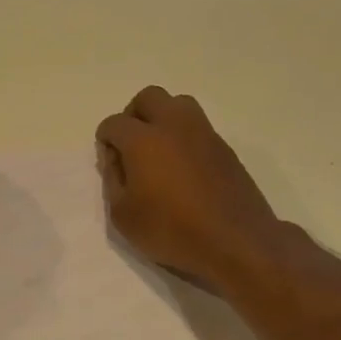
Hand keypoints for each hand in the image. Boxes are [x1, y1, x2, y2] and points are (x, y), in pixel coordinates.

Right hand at [95, 87, 290, 292]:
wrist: (235, 241)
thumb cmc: (171, 230)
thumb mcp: (123, 215)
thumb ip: (113, 180)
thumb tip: (115, 159)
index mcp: (143, 139)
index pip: (114, 123)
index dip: (105, 140)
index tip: (110, 163)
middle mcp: (173, 125)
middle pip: (149, 97)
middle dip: (133, 115)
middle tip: (131, 146)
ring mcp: (203, 133)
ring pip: (178, 104)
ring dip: (163, 118)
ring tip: (159, 151)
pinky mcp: (224, 147)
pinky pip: (198, 127)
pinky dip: (184, 136)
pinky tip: (183, 168)